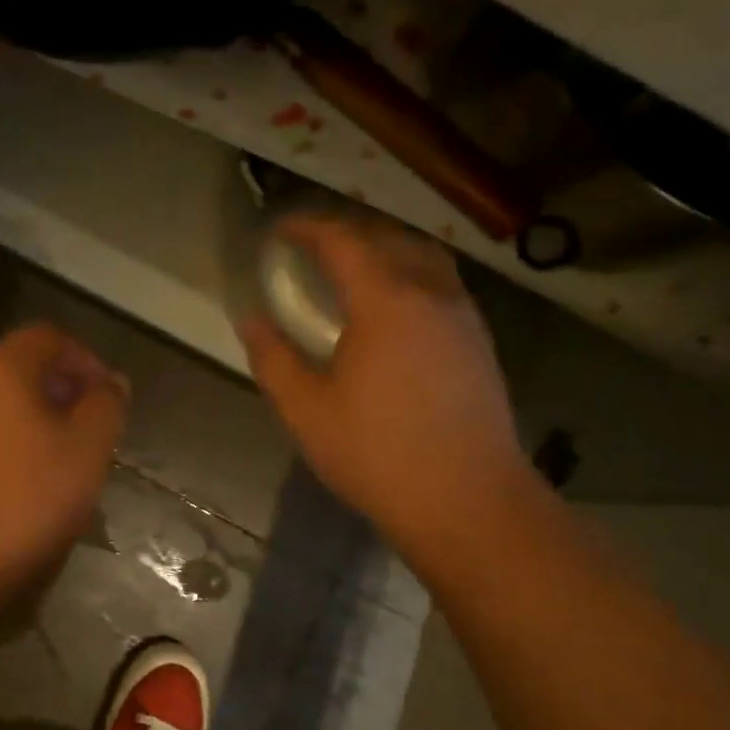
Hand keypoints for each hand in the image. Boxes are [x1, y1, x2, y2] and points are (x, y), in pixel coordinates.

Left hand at [0, 323, 129, 616]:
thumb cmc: (25, 499)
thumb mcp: (88, 448)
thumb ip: (107, 404)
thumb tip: (112, 383)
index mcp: (1, 366)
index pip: (52, 338)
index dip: (88, 361)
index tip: (111, 402)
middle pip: (26, 367)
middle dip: (67, 393)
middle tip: (96, 433)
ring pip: (6, 402)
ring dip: (43, 420)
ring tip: (69, 461)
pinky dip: (15, 441)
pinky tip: (31, 483)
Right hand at [239, 213, 531, 550]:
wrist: (468, 502)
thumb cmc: (377, 454)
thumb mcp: (306, 410)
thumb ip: (273, 359)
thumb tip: (250, 320)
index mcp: (386, 302)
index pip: (344, 241)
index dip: (309, 228)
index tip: (280, 230)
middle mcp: (431, 295)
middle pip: (389, 239)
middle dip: (347, 232)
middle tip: (312, 246)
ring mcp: (463, 317)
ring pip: (424, 258)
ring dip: (385, 249)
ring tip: (354, 268)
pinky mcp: (480, 343)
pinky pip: (442, 285)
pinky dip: (410, 275)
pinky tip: (393, 309)